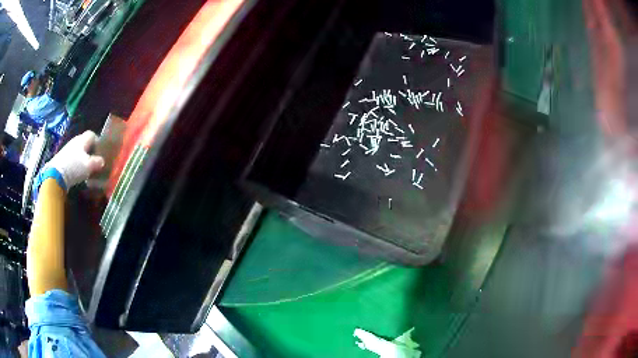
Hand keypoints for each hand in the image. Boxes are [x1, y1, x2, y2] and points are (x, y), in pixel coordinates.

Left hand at [44, 131, 104, 188]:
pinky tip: (77, 171)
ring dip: (82, 157)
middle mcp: (75, 140)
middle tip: (94, 161)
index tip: (101, 152)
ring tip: (85, 168)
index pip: (92, 135)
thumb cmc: (74, 167)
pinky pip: (72, 157)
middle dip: (90, 150)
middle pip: (85, 142)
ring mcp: (67, 149)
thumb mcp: (89, 166)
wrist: (56, 174)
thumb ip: (97, 162)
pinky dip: (76, 162)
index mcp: (83, 139)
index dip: (98, 142)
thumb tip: (102, 161)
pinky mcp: (62, 157)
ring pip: (78, 150)